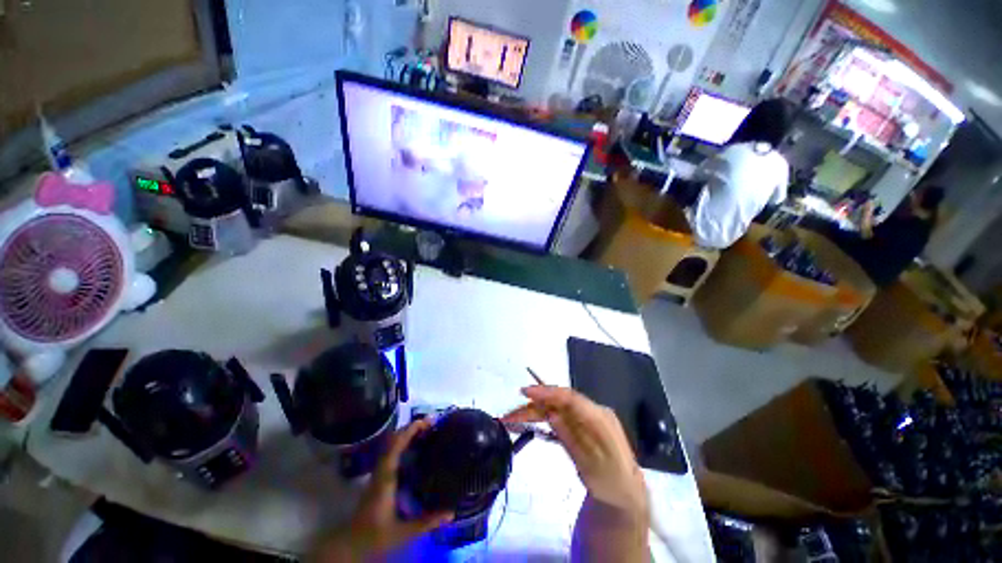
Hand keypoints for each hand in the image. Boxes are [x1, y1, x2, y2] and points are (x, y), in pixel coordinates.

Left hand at [311, 420, 452, 561]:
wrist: (348, 546)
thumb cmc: (374, 536)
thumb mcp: (403, 532)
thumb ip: (427, 522)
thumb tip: (451, 512)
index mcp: (386, 478)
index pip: (396, 445)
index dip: (411, 430)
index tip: (427, 421)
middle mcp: (381, 471)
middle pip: (393, 440)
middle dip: (412, 428)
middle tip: (432, 424)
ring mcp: (378, 473)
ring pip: (391, 445)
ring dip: (407, 434)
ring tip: (426, 431)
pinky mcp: (378, 479)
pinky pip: (391, 453)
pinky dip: (403, 445)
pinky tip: (415, 449)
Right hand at [501, 386, 647, 519]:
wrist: (625, 492)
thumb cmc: (610, 483)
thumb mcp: (591, 466)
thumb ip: (571, 438)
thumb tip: (551, 414)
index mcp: (598, 418)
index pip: (569, 398)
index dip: (547, 392)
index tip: (525, 392)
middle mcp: (590, 411)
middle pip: (557, 403)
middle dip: (532, 407)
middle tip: (509, 416)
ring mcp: (584, 417)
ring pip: (554, 409)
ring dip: (533, 413)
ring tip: (512, 420)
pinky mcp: (578, 424)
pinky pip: (557, 417)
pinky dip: (541, 420)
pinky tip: (527, 423)